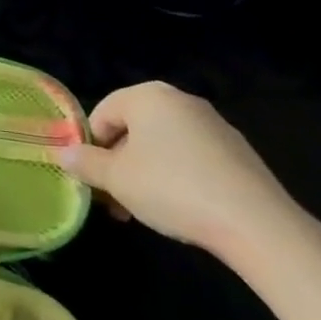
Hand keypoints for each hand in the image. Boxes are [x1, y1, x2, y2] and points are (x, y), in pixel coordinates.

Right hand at [59, 81, 301, 260]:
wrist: (256, 224)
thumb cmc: (172, 188)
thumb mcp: (115, 179)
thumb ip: (85, 163)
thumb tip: (64, 154)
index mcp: (148, 96)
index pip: (102, 113)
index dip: (90, 146)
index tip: (91, 179)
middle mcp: (181, 101)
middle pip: (133, 129)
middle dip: (117, 163)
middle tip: (113, 199)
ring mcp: (214, 125)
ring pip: (162, 146)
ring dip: (144, 173)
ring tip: (143, 210)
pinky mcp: (237, 153)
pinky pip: (191, 158)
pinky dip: (176, 178)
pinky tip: (180, 209)